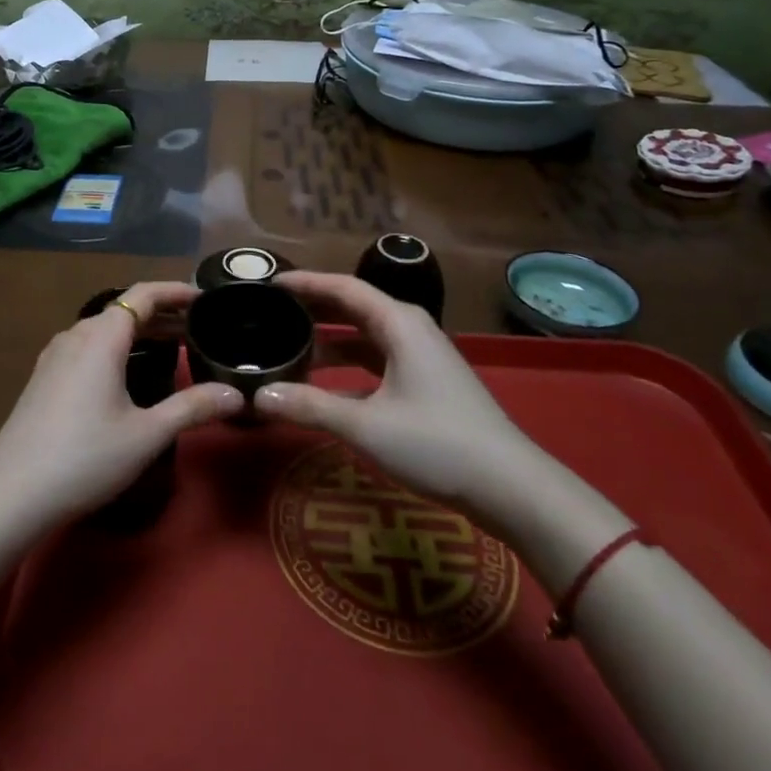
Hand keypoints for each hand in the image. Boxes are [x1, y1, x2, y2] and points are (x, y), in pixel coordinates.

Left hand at [0, 282, 243, 525]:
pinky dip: (116, 348)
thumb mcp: (147, 434)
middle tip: (199, 329)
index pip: (144, 294)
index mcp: (101, 337)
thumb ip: (192, 408)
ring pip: (105, 329)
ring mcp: (55, 355)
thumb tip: (236, 395)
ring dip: (139, 332)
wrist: (11, 493)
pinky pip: (88, 346)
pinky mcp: (44, 376)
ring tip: (170, 349)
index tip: (205, 298)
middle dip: (163, 314)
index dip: (176, 291)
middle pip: (124, 311)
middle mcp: (76, 334)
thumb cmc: (85, 457)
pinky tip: (127, 374)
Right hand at [254, 272, 542, 518]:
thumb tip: (259, 396)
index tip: (270, 283)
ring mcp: (421, 356)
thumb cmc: (436, 444)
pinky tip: (326, 384)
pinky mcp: (426, 382)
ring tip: (291, 344)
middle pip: (353, 306)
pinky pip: (377, 358)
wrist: (510, 487)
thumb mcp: (365, 426)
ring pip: (365, 334)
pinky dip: (349, 363)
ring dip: (330, 338)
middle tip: (272, 309)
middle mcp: (409, 329)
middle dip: (314, 306)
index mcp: (398, 322)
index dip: (305, 282)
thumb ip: (310, 407)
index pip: (342, 287)